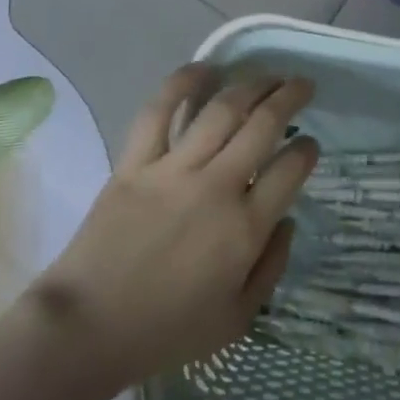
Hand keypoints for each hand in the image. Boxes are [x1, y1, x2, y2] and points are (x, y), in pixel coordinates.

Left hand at [30, 66, 317, 390]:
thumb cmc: (167, 331)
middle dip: (290, 97)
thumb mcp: (237, 318)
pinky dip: (182, 84)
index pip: (291, 170)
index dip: (307, 151)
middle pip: (263, 125)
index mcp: (246, 228)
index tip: (310, 144)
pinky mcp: (135, 163)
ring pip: (221, 110)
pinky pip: (159, 112)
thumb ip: (272, 267)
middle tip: (301, 85)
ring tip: (266, 75)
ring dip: (250, 84)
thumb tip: (288, 221)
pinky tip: (203, 69)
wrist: (89, 328)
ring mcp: (174, 170)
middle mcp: (217, 187)